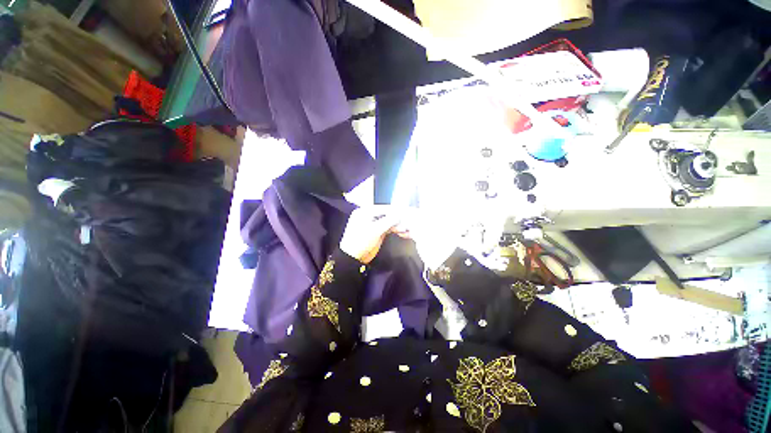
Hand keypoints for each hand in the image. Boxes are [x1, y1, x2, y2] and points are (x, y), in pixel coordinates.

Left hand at [340, 206, 406, 263]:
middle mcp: (369, 215)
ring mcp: (373, 224)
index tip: (406, 212)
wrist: (353, 258)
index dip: (395, 210)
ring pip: (388, 221)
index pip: (383, 208)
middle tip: (407, 221)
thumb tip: (400, 215)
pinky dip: (395, 229)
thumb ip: (389, 221)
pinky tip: (402, 231)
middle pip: (386, 214)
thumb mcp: (375, 230)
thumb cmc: (361, 241)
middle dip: (397, 218)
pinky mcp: (377, 232)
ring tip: (406, 228)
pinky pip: (388, 228)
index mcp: (365, 211)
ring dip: (397, 224)